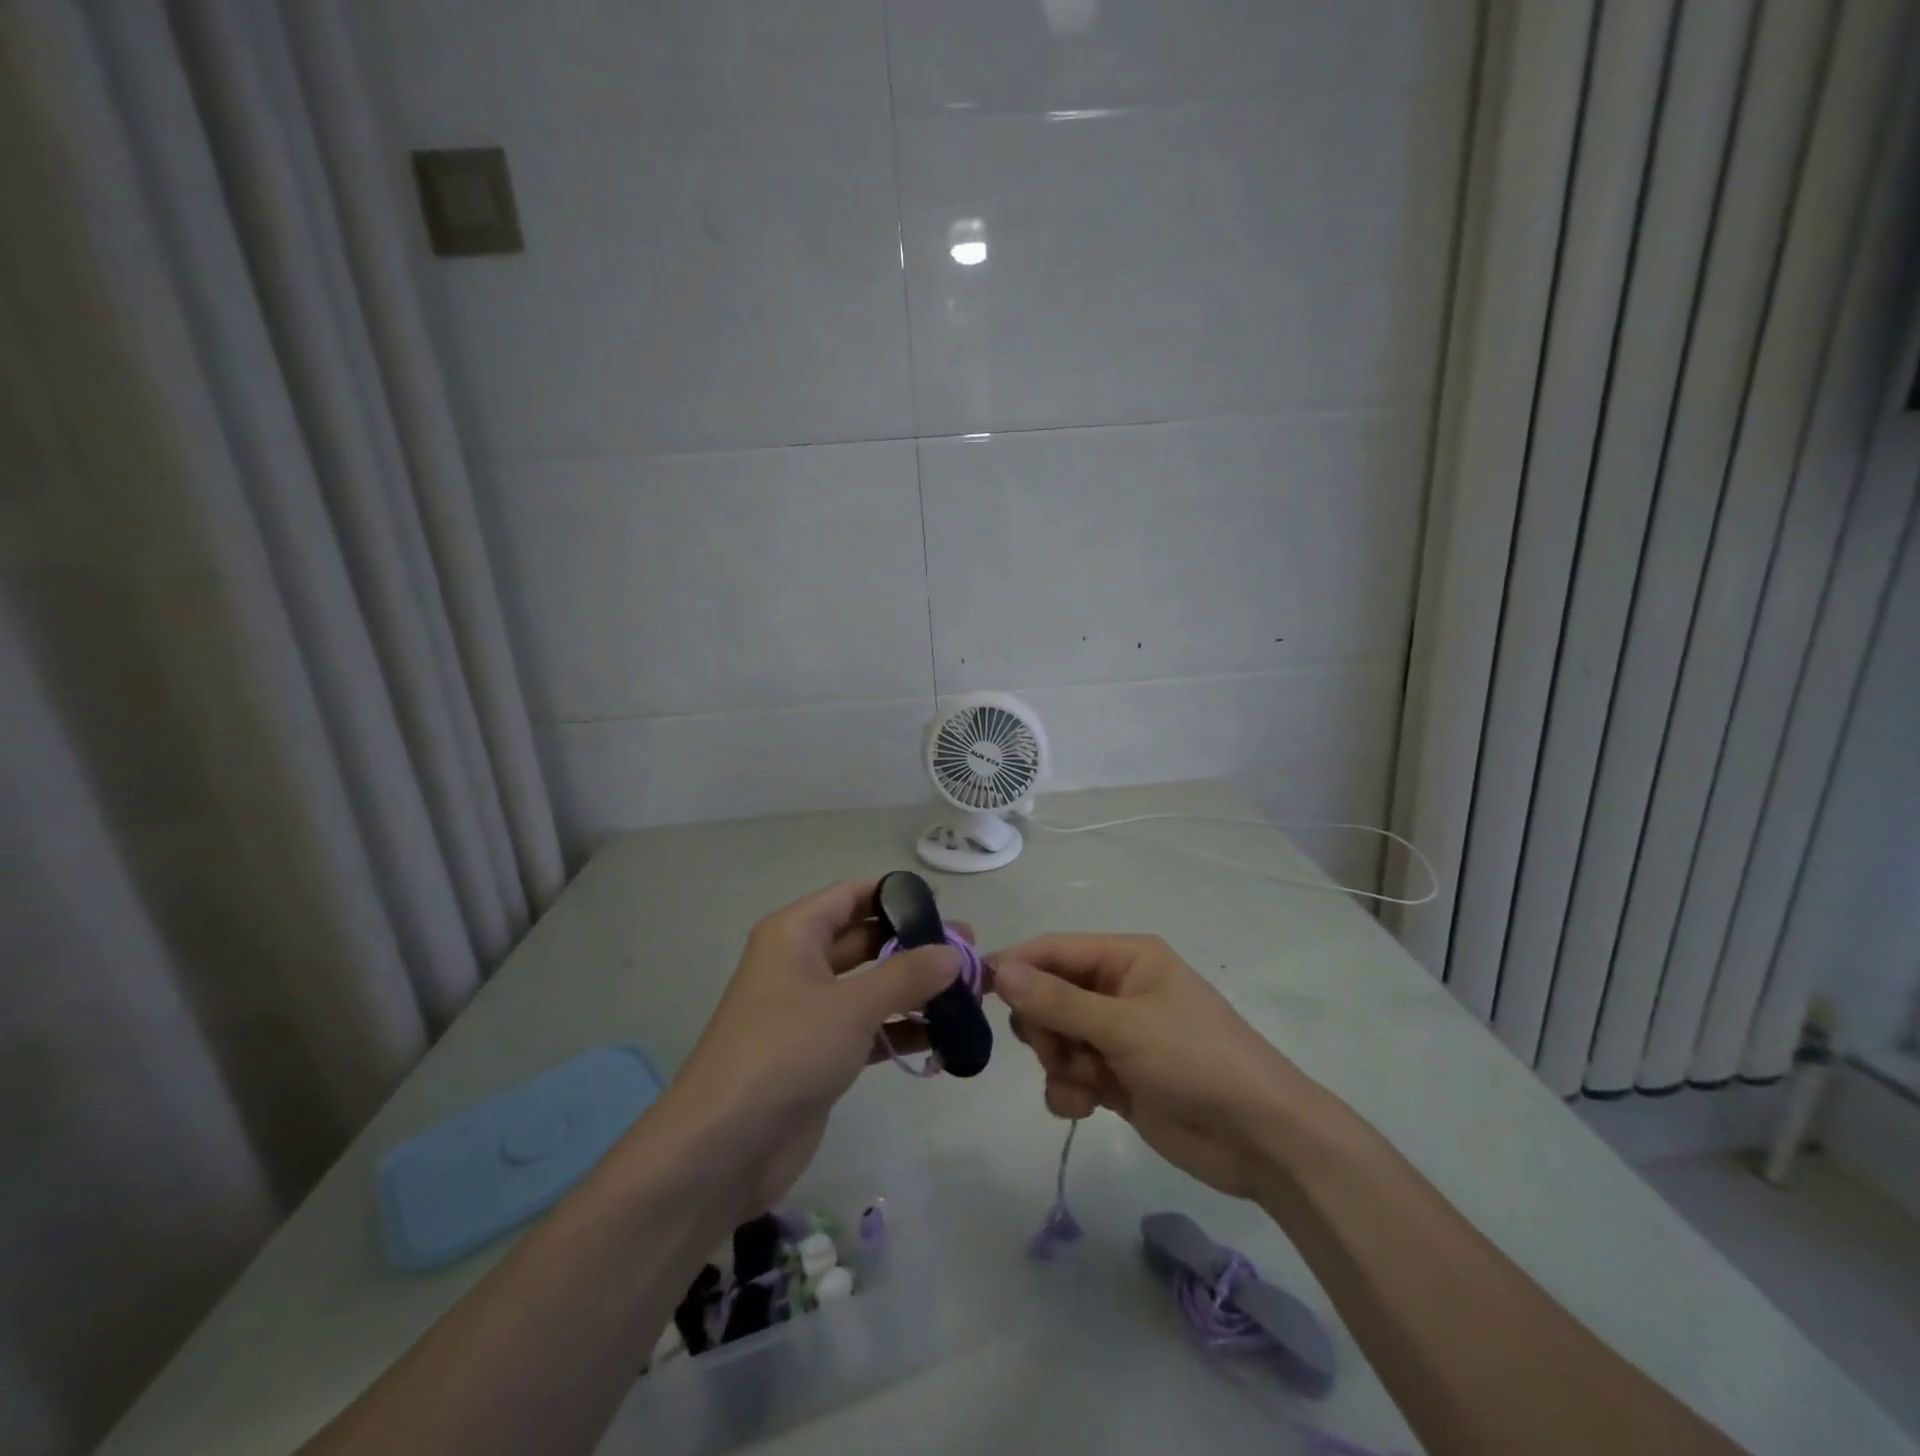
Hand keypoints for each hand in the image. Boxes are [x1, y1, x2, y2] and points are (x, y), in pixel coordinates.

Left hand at [662, 881, 966, 1216]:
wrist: (723, 1148)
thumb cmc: (785, 1052)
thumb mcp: (851, 1006)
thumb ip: (906, 975)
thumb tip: (953, 953)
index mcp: (795, 934)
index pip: (851, 896)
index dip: (896, 896)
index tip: (943, 905)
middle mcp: (800, 964)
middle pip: (865, 941)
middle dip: (914, 946)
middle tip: (968, 953)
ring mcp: (809, 1012)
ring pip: (870, 987)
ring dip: (914, 991)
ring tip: (968, 995)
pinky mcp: (818, 1054)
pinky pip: (867, 1029)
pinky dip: (900, 1031)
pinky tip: (943, 1040)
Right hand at [990, 934, 1329, 1199]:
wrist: (1260, 1139)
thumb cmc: (1195, 1060)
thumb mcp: (1123, 1025)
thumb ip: (1057, 1001)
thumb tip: (998, 968)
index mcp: (1126, 958)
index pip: (1054, 950)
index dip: (1015, 966)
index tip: (976, 990)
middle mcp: (1117, 989)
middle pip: (1048, 995)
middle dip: (1043, 1026)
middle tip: (1055, 1050)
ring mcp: (1116, 1035)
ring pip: (1055, 1038)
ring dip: (1058, 1063)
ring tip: (1083, 1082)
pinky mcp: (1116, 1077)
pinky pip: (1070, 1073)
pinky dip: (1069, 1089)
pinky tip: (1086, 1108)